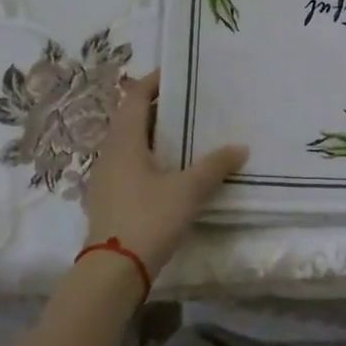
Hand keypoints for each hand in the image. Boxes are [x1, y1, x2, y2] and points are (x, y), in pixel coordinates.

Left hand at [84, 70, 247, 277]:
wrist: (112, 272)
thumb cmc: (148, 219)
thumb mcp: (188, 190)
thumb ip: (214, 166)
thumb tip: (240, 147)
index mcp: (124, 141)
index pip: (134, 97)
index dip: (153, 81)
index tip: (178, 72)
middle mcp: (110, 153)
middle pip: (131, 119)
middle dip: (159, 108)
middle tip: (191, 102)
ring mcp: (106, 178)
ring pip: (130, 144)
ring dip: (154, 134)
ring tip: (187, 133)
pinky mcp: (109, 200)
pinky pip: (130, 165)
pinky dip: (150, 157)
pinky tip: (172, 170)